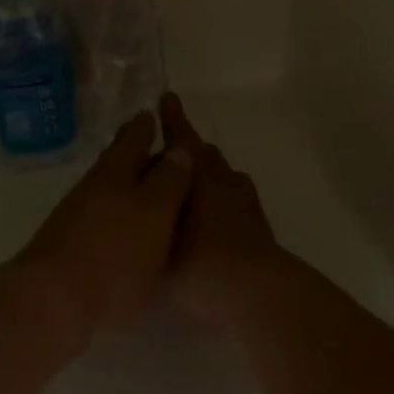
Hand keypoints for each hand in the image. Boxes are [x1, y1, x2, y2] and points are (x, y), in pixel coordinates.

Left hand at [15, 111, 194, 339]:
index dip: (145, 127)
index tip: (152, 114)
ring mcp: (78, 215)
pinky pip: (99, 213)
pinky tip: (123, 222)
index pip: (134, 139)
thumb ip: (168, 182)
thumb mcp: (154, 214)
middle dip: (133, 148)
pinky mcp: (69, 243)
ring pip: (107, 186)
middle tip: (147, 139)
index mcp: (117, 173)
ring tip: (143, 181)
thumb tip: (179, 150)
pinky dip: (115, 208)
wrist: (54, 302)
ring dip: (124, 179)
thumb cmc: (115, 256)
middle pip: (117, 160)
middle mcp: (95, 187)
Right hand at [157, 93, 281, 326]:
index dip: (173, 119)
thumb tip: (135, 208)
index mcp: (199, 175)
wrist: (256, 295)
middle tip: (164, 159)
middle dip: (186, 154)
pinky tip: (209, 223)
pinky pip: (235, 202)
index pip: (182, 138)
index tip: (167, 98)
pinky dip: (221, 203)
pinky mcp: (258, 227)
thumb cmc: (199, 265)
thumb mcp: (158, 243)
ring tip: (186, 192)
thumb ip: (145, 221)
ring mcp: (245, 203)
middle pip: (204, 156)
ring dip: (206, 177)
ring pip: (223, 177)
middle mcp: (224, 180)